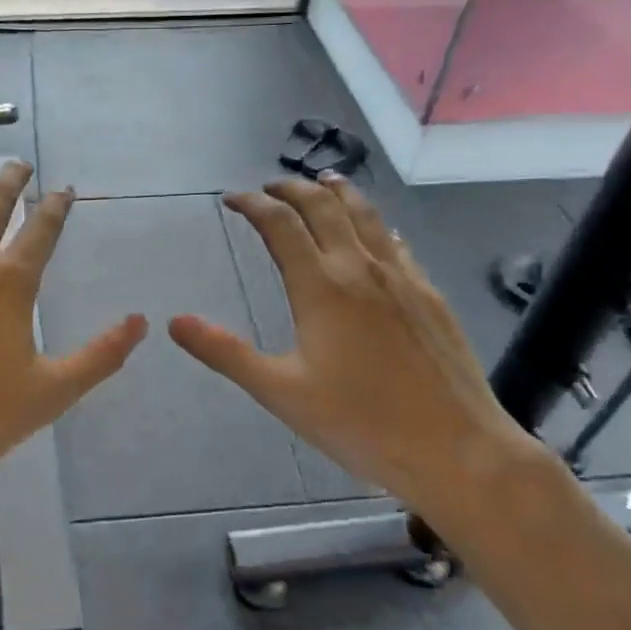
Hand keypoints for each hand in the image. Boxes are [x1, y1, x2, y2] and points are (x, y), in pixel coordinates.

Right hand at [169, 175, 547, 536]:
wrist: (455, 448)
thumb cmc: (360, 424)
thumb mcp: (281, 393)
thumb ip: (226, 353)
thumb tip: (175, 321)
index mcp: (321, 287)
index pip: (280, 225)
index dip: (252, 205)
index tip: (232, 199)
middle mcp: (361, 268)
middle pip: (324, 205)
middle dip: (292, 189)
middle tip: (269, 189)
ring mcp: (403, 277)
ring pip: (367, 214)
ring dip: (338, 192)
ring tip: (323, 182)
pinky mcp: (430, 294)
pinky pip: (396, 242)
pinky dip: (374, 224)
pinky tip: (376, 234)